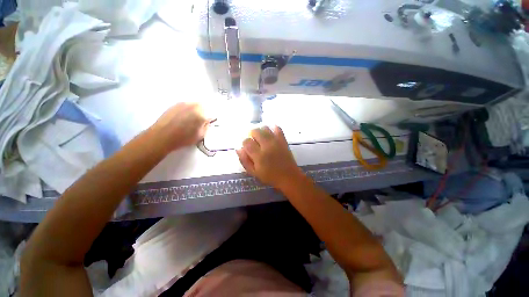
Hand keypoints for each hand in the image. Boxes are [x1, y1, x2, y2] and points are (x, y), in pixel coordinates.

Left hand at [151, 102, 209, 152]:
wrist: (162, 136)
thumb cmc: (183, 138)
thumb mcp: (200, 135)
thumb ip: (206, 127)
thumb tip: (206, 122)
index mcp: (202, 114)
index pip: (211, 113)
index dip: (210, 119)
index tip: (208, 123)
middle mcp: (193, 106)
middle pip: (203, 107)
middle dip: (203, 113)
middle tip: (200, 121)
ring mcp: (183, 104)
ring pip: (194, 105)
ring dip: (195, 111)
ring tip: (190, 120)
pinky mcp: (175, 105)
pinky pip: (185, 106)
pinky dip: (187, 110)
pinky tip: (182, 118)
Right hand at [236, 126, 304, 189]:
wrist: (289, 176)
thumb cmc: (270, 176)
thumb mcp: (254, 173)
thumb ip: (244, 161)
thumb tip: (239, 149)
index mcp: (259, 156)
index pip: (247, 142)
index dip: (244, 143)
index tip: (247, 147)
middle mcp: (267, 146)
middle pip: (255, 131)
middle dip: (251, 135)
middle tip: (254, 142)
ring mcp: (276, 142)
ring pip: (265, 128)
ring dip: (260, 131)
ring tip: (261, 138)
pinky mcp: (283, 140)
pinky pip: (278, 128)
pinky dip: (273, 128)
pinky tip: (270, 134)